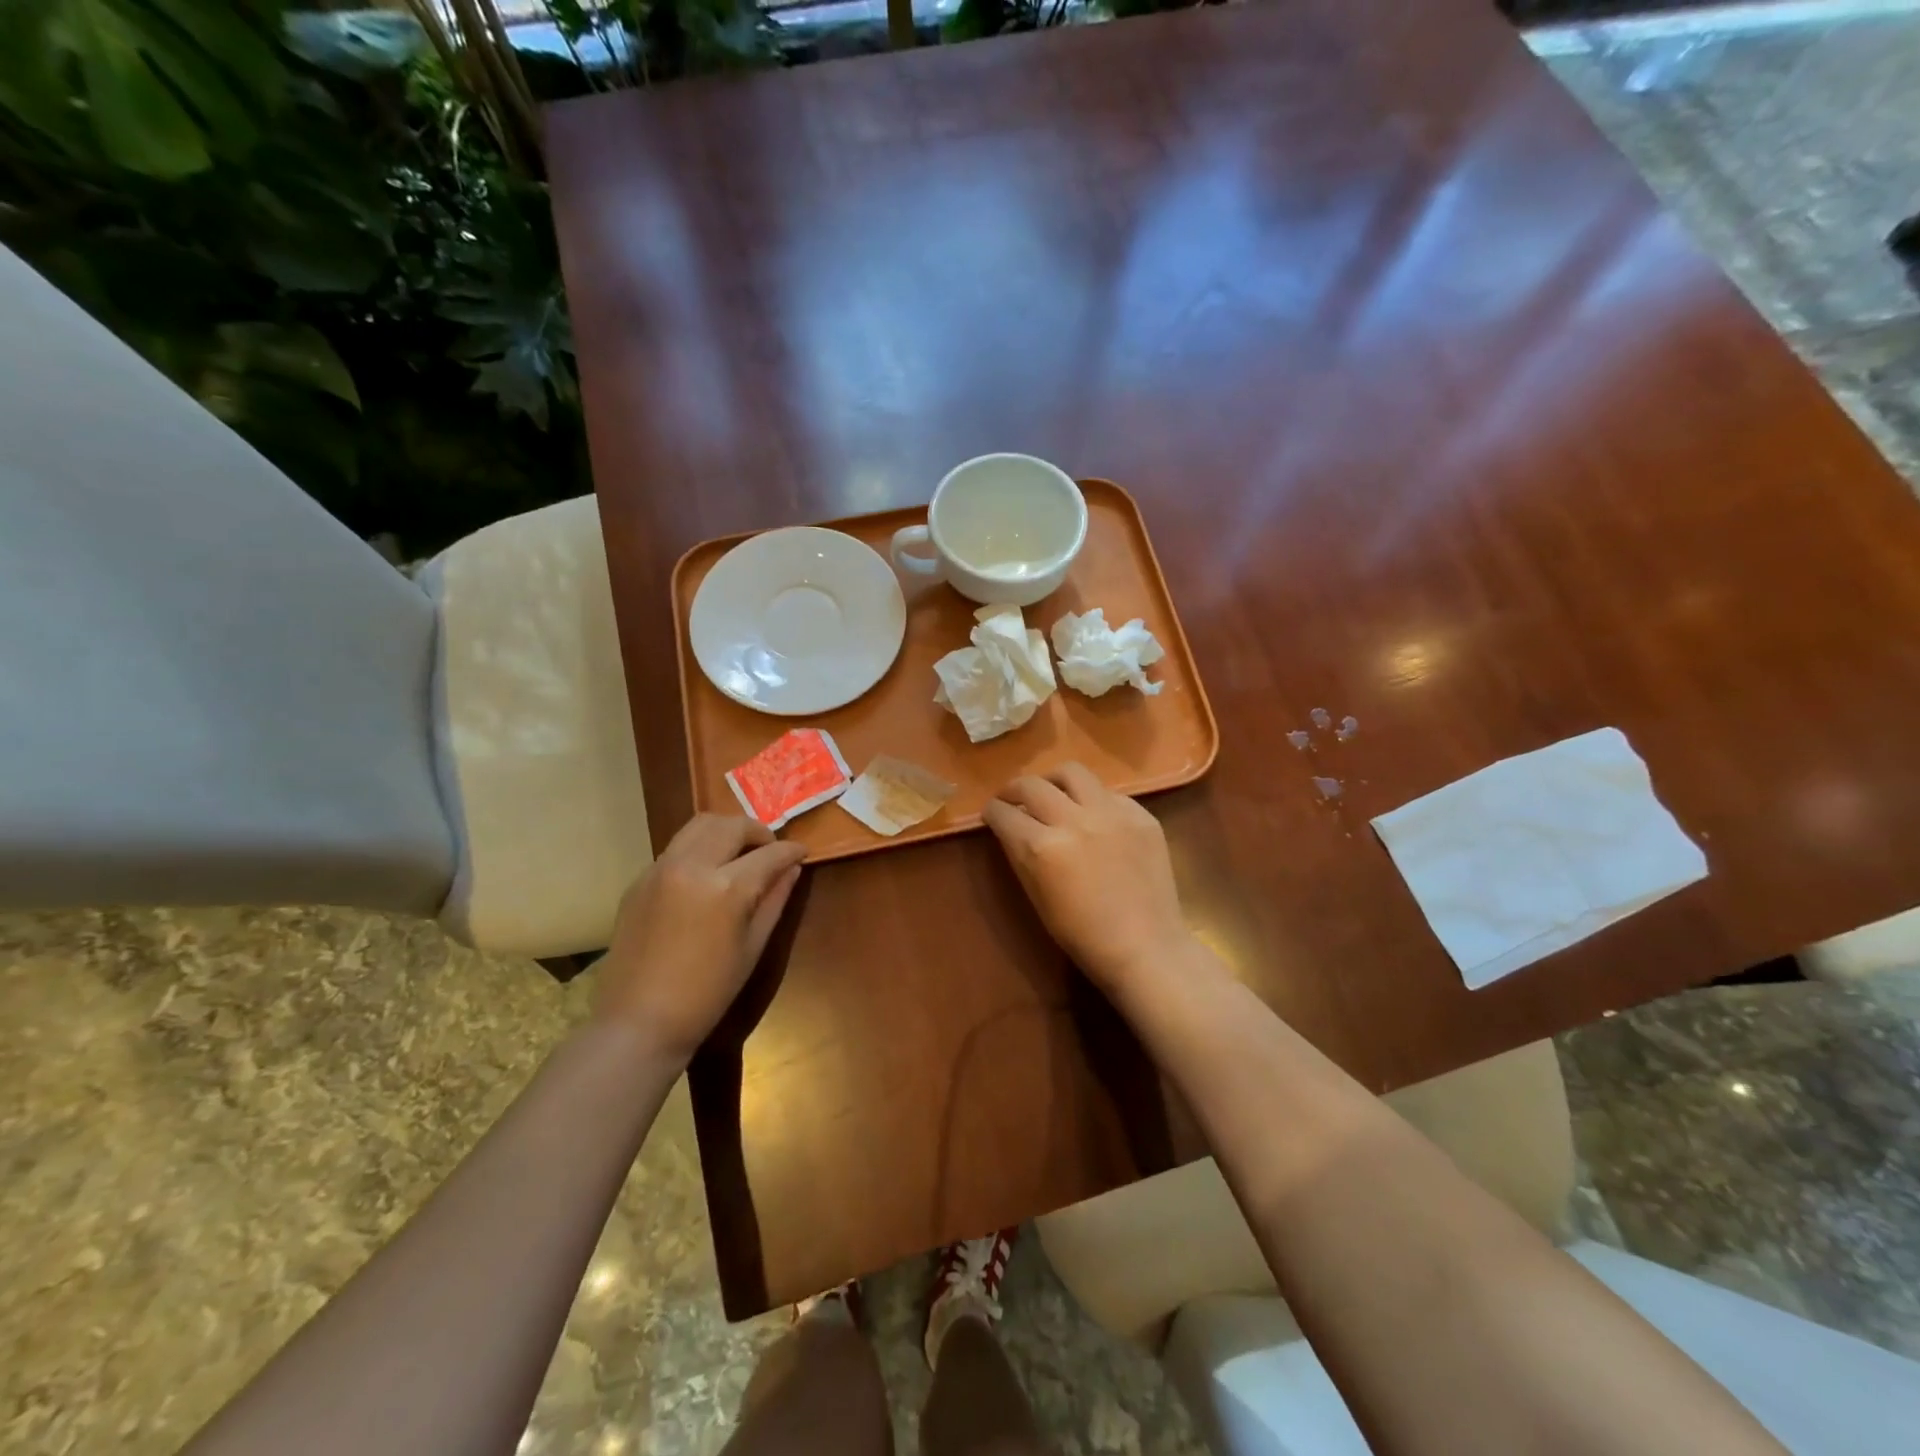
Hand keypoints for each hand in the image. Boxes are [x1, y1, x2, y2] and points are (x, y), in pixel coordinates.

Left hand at [593, 815, 807, 1064]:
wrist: (639, 1022)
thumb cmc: (707, 994)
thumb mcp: (753, 947)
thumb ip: (775, 900)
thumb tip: (792, 868)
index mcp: (726, 888)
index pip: (769, 853)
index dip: (791, 851)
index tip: (802, 852)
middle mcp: (691, 866)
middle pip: (731, 825)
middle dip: (758, 832)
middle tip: (770, 851)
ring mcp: (660, 869)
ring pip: (699, 825)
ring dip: (726, 832)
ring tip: (739, 854)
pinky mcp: (639, 880)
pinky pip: (676, 848)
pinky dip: (699, 849)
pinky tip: (706, 876)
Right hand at [982, 762, 1190, 992]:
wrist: (1145, 947)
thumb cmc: (1082, 934)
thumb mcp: (1036, 895)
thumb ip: (1021, 854)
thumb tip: (1012, 827)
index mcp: (1042, 847)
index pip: (1004, 813)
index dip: (992, 811)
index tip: (992, 813)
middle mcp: (1074, 820)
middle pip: (1032, 785)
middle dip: (1014, 790)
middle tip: (1013, 800)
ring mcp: (1111, 813)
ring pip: (1072, 772)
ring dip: (1053, 781)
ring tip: (1053, 794)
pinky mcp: (1140, 815)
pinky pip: (1109, 793)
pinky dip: (1093, 800)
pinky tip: (1095, 818)